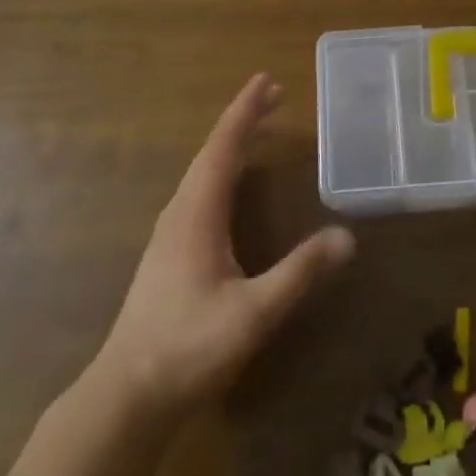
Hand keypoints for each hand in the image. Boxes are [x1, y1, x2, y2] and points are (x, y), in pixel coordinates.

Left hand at [96, 74, 355, 418]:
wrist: (127, 396)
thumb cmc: (189, 347)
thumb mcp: (254, 312)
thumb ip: (300, 273)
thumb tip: (347, 236)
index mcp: (197, 213)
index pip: (223, 147)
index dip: (245, 111)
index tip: (266, 80)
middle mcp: (180, 212)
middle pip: (212, 152)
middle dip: (243, 120)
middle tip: (275, 96)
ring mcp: (169, 232)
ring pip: (203, 171)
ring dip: (231, 144)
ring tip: (259, 129)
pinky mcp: (168, 252)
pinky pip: (199, 190)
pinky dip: (221, 169)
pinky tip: (231, 185)